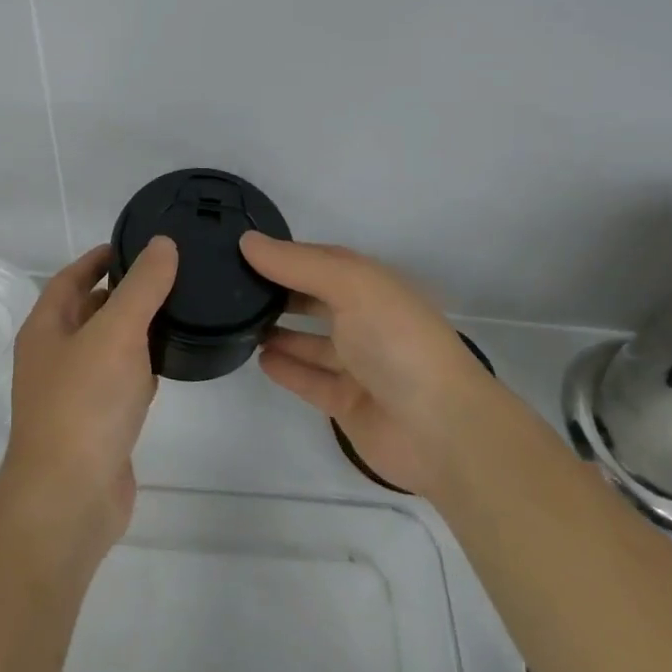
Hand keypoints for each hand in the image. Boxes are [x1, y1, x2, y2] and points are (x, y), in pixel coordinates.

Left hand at [0, 237, 178, 555]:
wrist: (70, 499)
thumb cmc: (85, 404)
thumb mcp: (116, 332)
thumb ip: (142, 287)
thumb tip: (162, 243)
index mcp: (46, 328)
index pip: (70, 278)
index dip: (98, 258)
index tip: (133, 244)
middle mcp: (53, 357)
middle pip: (87, 311)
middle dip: (121, 292)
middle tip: (166, 276)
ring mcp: (72, 394)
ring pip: (106, 349)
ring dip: (133, 330)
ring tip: (174, 312)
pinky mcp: (95, 426)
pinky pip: (118, 384)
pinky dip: (139, 369)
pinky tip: (166, 366)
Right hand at [241, 233, 489, 498]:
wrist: (442, 430)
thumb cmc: (397, 342)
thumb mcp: (351, 286)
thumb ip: (297, 264)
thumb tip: (247, 241)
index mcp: (372, 286)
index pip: (320, 261)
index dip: (284, 254)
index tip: (240, 249)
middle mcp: (365, 320)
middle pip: (313, 299)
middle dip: (277, 291)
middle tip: (229, 286)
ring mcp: (357, 364)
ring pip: (309, 341)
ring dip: (277, 330)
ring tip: (236, 321)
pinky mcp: (347, 402)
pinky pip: (309, 379)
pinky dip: (286, 368)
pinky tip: (259, 358)